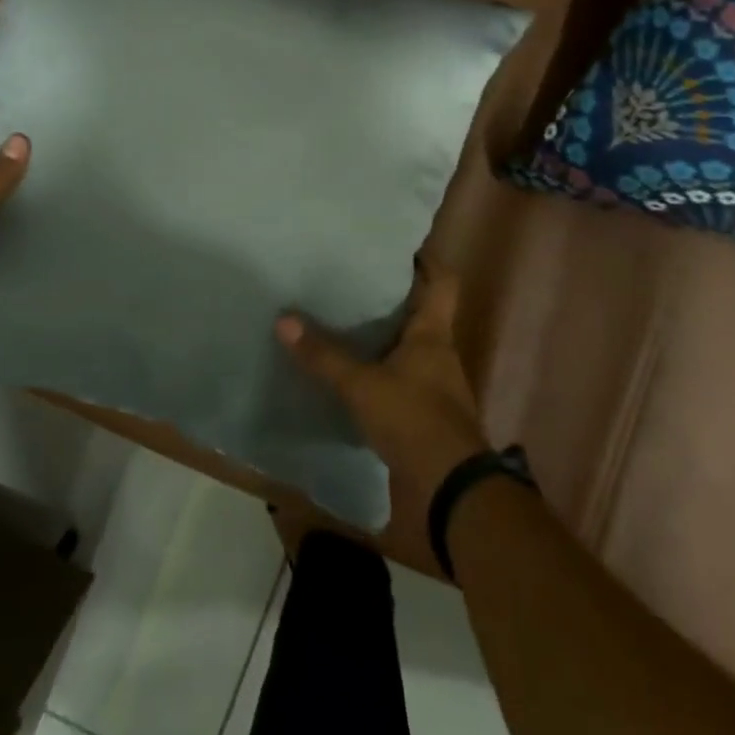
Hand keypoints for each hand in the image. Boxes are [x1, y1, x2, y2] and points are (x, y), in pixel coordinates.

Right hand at [276, 262, 490, 516]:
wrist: (452, 488)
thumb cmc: (414, 419)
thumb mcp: (362, 386)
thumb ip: (324, 355)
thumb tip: (283, 319)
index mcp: (433, 333)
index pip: (442, 281)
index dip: (426, 260)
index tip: (397, 246)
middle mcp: (438, 351)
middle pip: (422, 309)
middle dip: (394, 294)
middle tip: (356, 277)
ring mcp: (435, 382)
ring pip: (410, 342)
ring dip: (386, 331)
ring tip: (347, 316)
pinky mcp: (425, 410)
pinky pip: (402, 373)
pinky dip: (382, 365)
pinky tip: (354, 368)